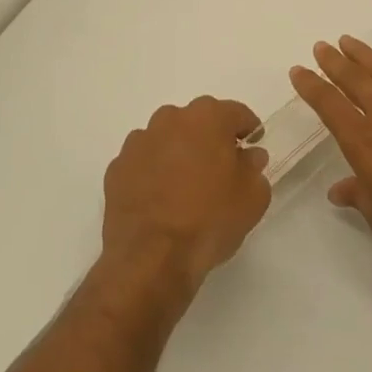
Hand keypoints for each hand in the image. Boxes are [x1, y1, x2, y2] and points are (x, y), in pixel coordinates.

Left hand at [102, 97, 270, 295]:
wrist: (151, 258)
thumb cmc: (210, 220)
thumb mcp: (252, 198)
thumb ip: (254, 168)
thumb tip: (248, 156)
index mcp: (208, 118)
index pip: (235, 113)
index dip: (247, 129)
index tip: (253, 145)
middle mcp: (171, 119)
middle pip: (198, 122)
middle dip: (210, 139)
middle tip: (220, 169)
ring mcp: (139, 142)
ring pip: (167, 139)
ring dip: (178, 154)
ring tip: (186, 188)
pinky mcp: (117, 168)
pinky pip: (143, 162)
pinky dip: (152, 173)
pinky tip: (159, 201)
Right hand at [290, 38, 371, 272]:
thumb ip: (359, 197)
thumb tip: (338, 191)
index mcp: (363, 142)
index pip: (329, 105)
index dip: (311, 86)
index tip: (298, 71)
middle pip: (353, 79)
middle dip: (333, 61)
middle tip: (321, 46)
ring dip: (363, 54)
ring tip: (348, 41)